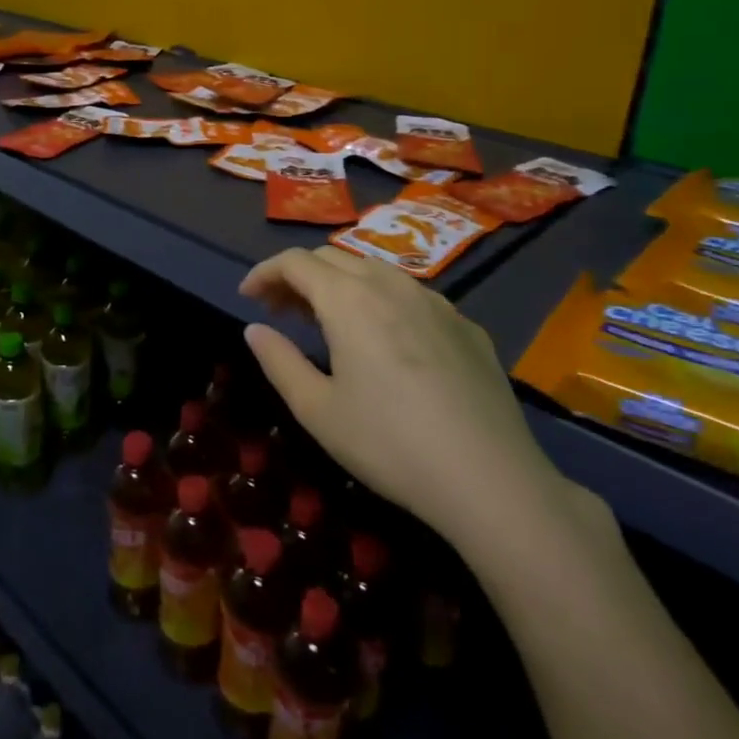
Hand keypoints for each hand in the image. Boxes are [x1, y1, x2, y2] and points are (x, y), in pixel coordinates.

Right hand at [240, 247, 569, 555]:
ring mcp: (436, 302)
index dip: (264, 272)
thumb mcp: (317, 410)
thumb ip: (278, 361)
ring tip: (328, 322)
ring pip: (375, 272)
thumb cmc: (388, 444)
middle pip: (333, 259)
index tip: (248, 297)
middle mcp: (391, 286)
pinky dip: (381, 303)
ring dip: (340, 285)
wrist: (490, 479)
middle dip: (299, 277)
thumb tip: (254, 329)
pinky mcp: (466, 326)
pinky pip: (412, 296)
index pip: (295, 262)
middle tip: (280, 311)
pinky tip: (387, 342)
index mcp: (349, 300)